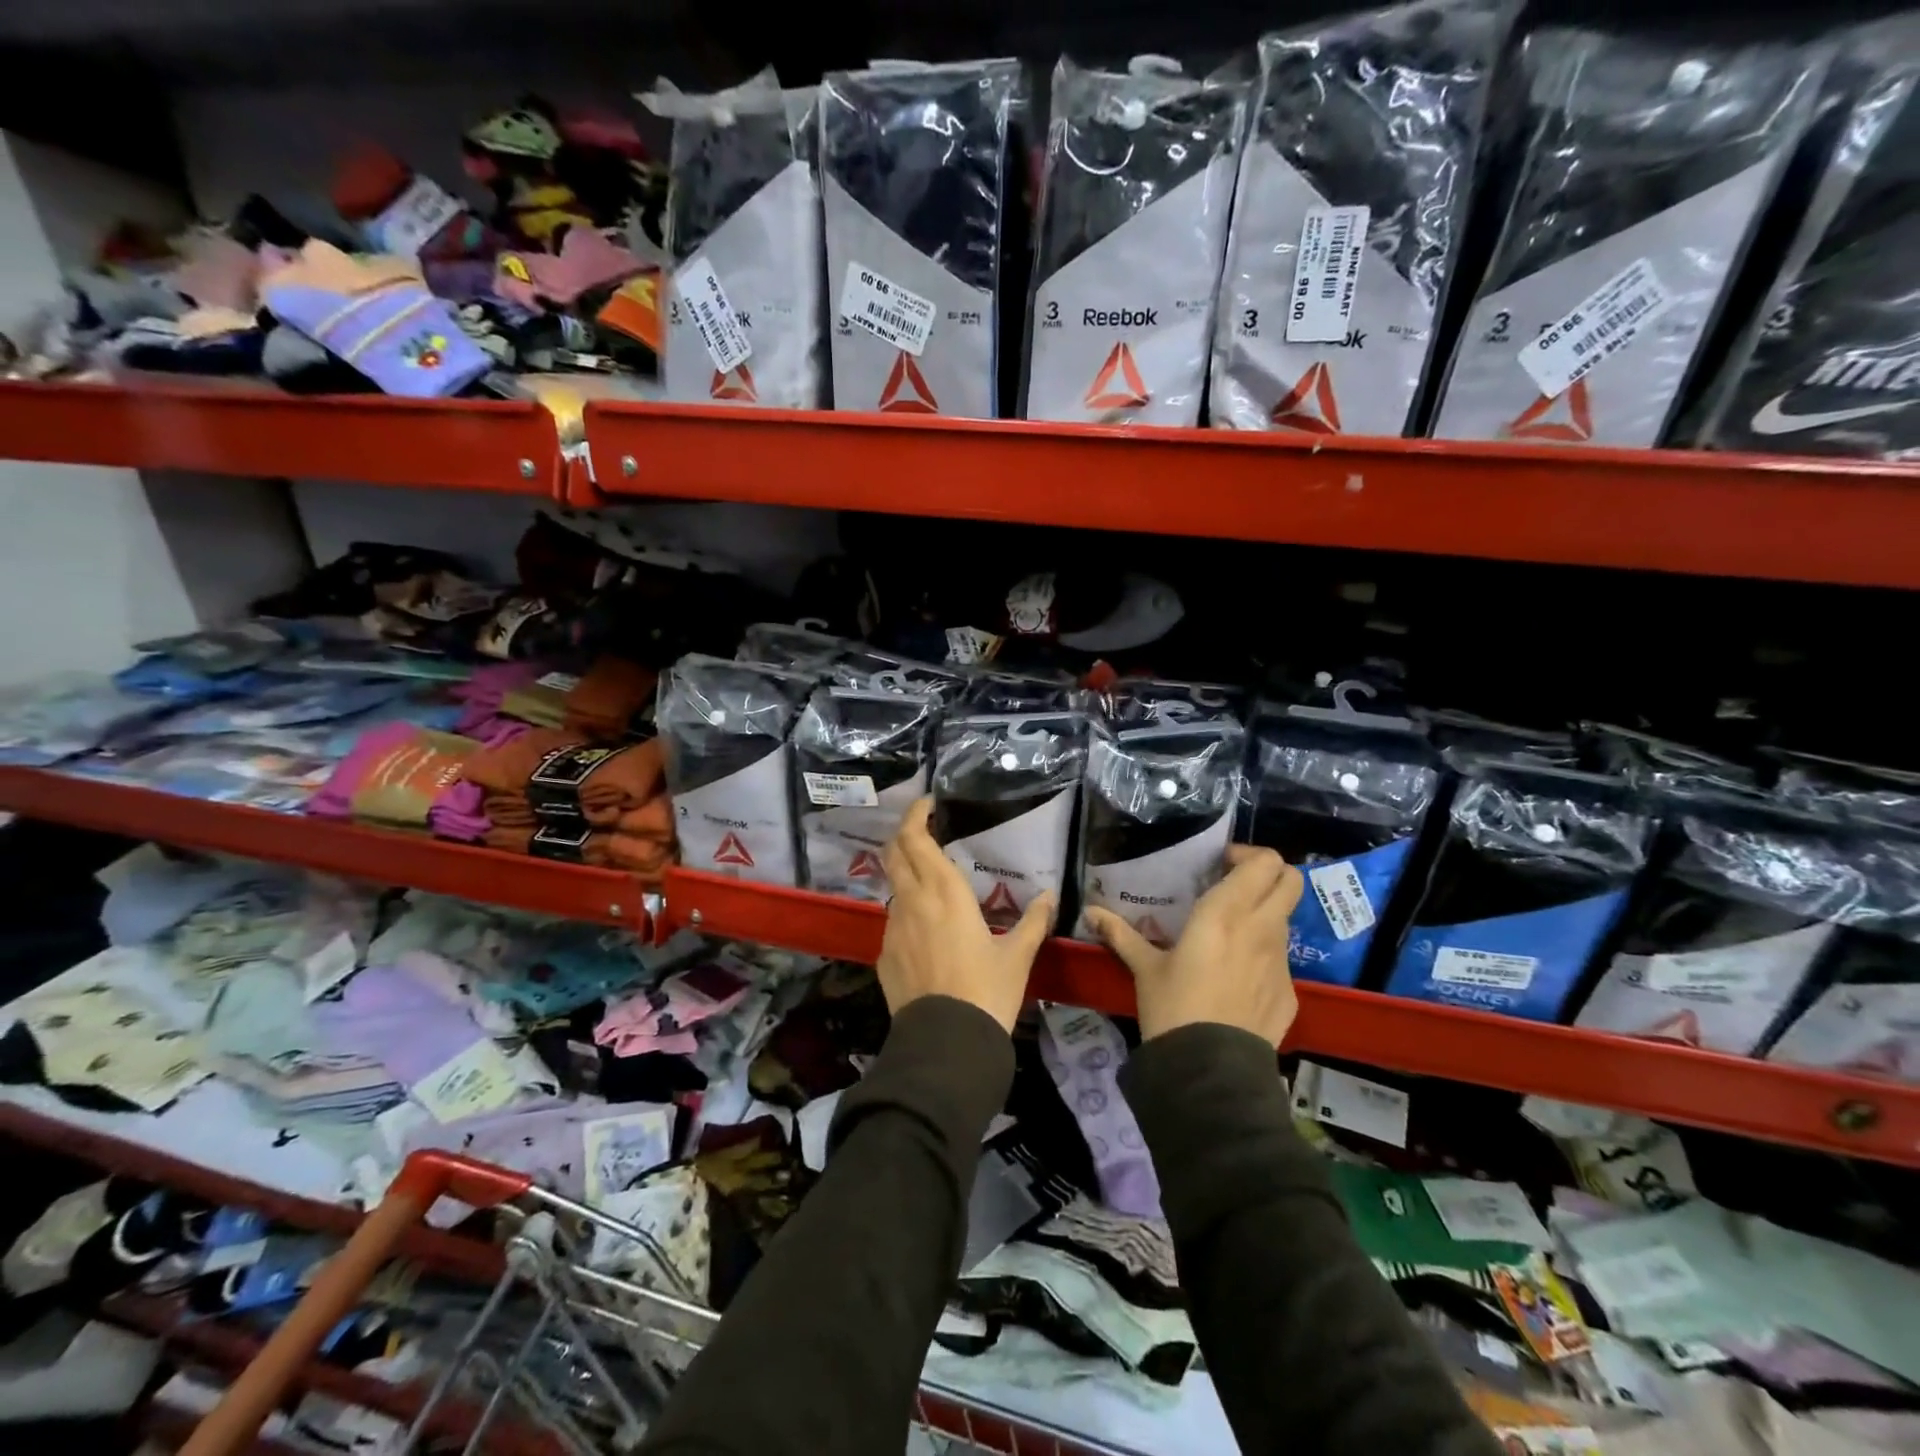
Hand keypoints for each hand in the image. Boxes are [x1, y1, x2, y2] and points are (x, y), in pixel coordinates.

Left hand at [877, 798, 1054, 1032]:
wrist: (946, 1045)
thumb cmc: (987, 991)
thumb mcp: (1018, 955)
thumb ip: (1034, 921)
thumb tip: (1051, 896)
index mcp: (944, 893)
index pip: (916, 839)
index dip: (916, 815)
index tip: (929, 804)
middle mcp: (912, 902)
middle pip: (894, 852)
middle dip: (905, 834)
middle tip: (926, 830)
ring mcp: (893, 929)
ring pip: (894, 887)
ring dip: (908, 875)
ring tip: (934, 886)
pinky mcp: (884, 955)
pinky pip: (894, 921)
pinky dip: (908, 912)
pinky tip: (928, 933)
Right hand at [1085, 845, 1303, 1044]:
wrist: (1210, 1072)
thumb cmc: (1173, 1008)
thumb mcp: (1143, 968)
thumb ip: (1120, 934)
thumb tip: (1090, 912)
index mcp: (1225, 914)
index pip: (1264, 862)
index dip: (1248, 855)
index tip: (1220, 865)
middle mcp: (1261, 929)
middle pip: (1290, 880)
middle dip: (1269, 873)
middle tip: (1235, 884)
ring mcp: (1281, 962)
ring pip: (1285, 919)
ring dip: (1263, 914)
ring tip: (1229, 933)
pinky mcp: (1289, 992)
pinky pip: (1280, 959)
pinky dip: (1262, 955)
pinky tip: (1235, 977)